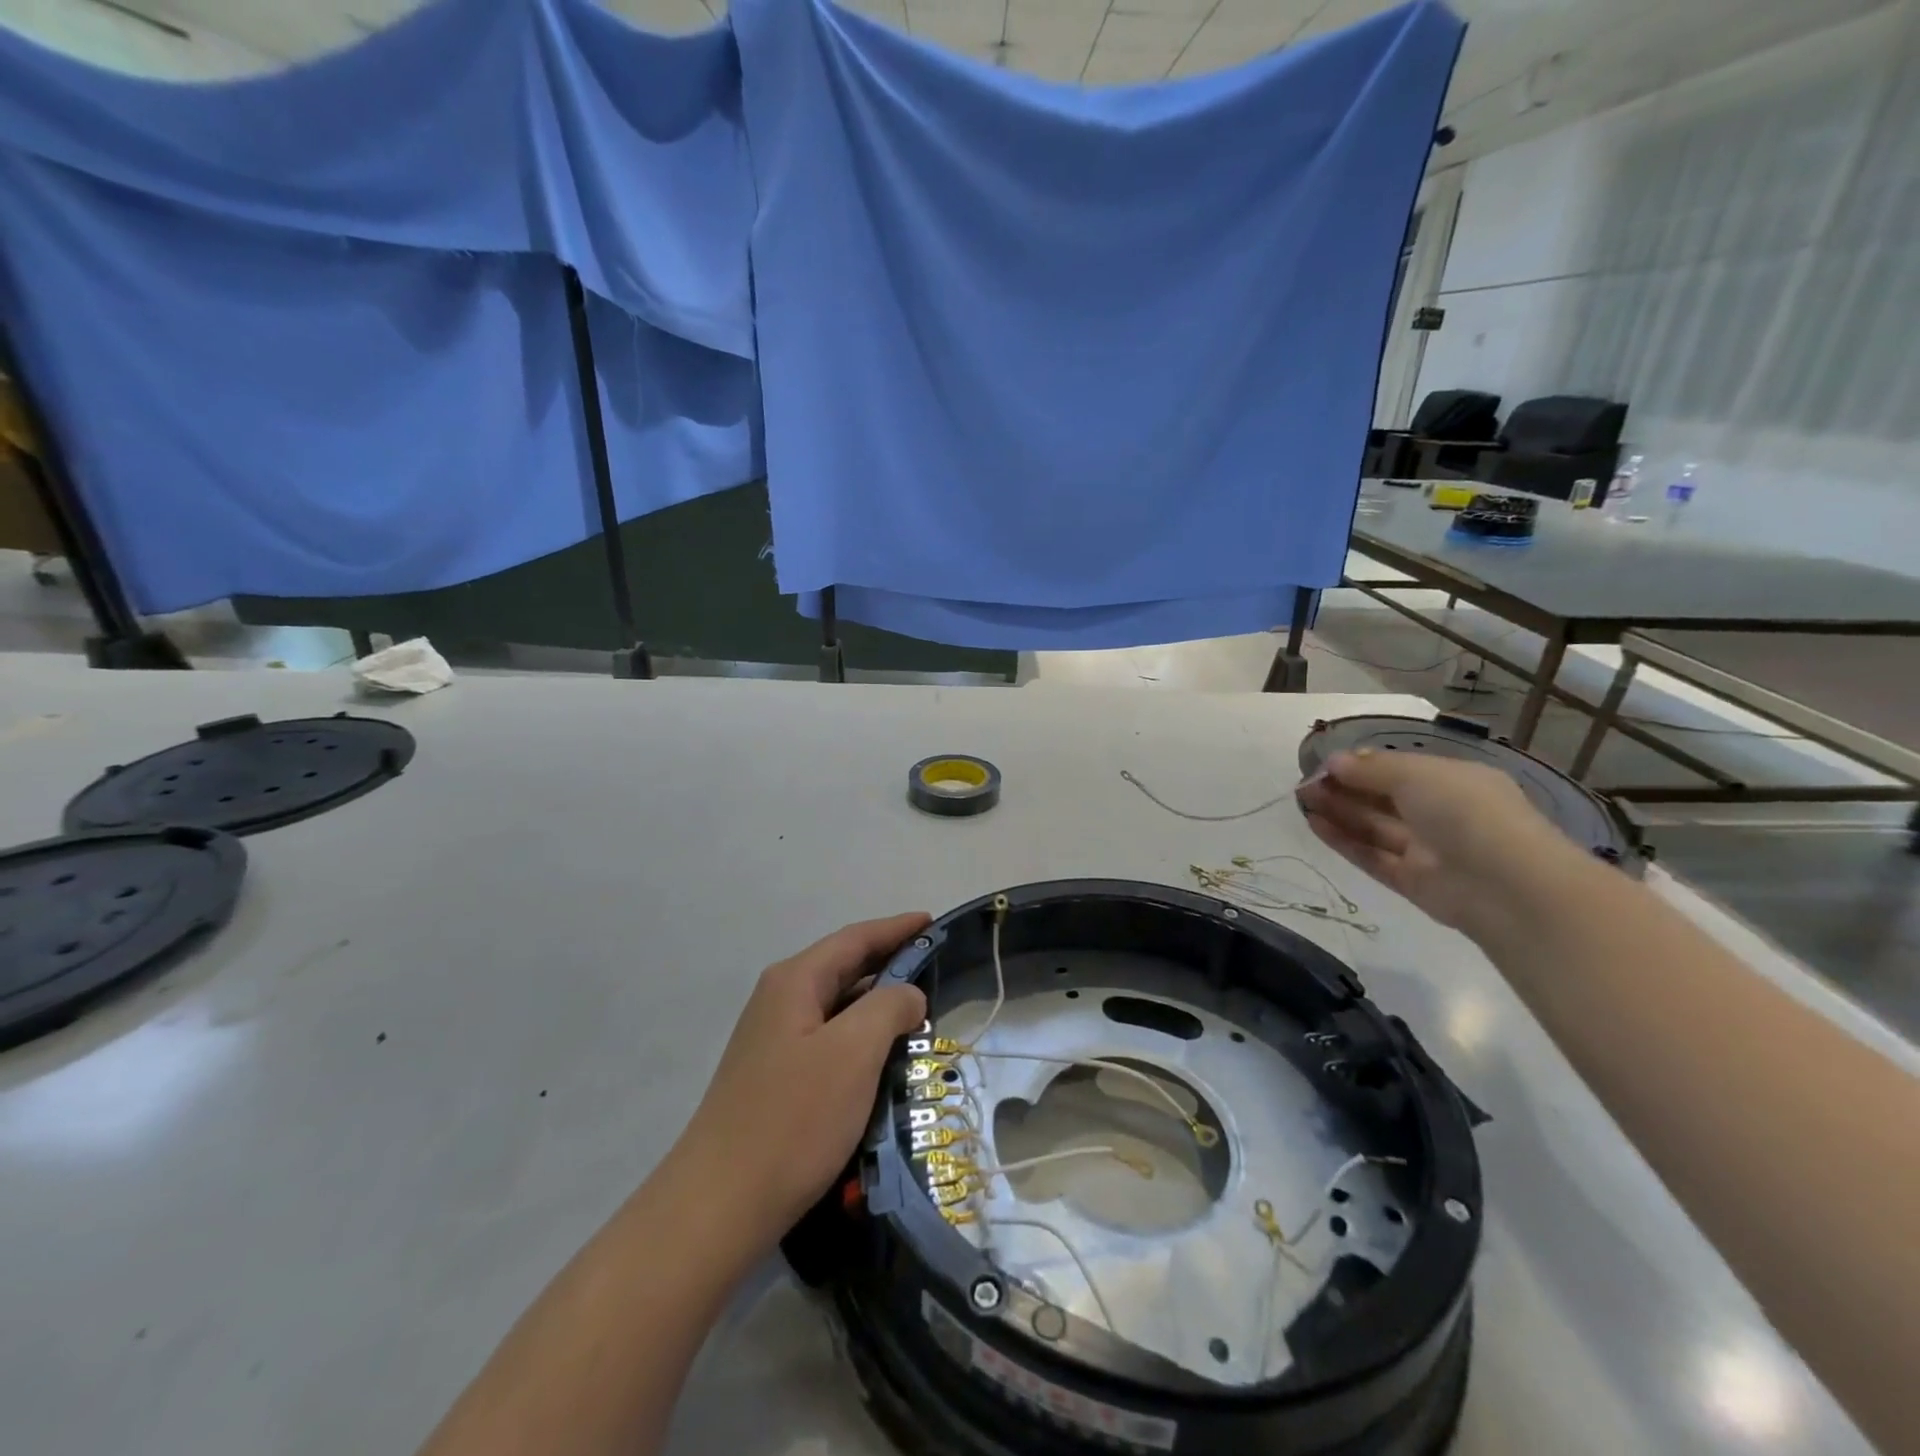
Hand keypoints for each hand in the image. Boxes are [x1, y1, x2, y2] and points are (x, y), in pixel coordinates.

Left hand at [674, 912, 930, 1257]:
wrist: (720, 1205)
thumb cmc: (793, 1118)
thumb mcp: (854, 1052)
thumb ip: (889, 1008)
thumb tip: (908, 994)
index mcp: (795, 981)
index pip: (855, 939)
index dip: (896, 928)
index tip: (931, 920)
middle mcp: (780, 1001)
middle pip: (844, 968)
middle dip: (889, 963)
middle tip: (935, 967)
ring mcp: (774, 1041)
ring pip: (837, 1008)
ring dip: (877, 1006)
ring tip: (919, 1013)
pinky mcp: (775, 1078)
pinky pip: (828, 1041)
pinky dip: (861, 1039)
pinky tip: (883, 1059)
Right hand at [1296, 749, 1585, 934]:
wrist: (1507, 885)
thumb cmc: (1466, 812)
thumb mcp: (1416, 774)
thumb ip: (1370, 768)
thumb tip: (1334, 760)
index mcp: (1452, 781)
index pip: (1399, 769)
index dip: (1361, 765)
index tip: (1324, 763)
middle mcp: (1440, 813)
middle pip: (1382, 798)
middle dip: (1344, 788)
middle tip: (1304, 782)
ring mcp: (1426, 849)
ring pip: (1374, 826)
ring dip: (1338, 811)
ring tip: (1301, 799)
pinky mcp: (1411, 881)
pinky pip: (1372, 856)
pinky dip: (1344, 840)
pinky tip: (1314, 825)